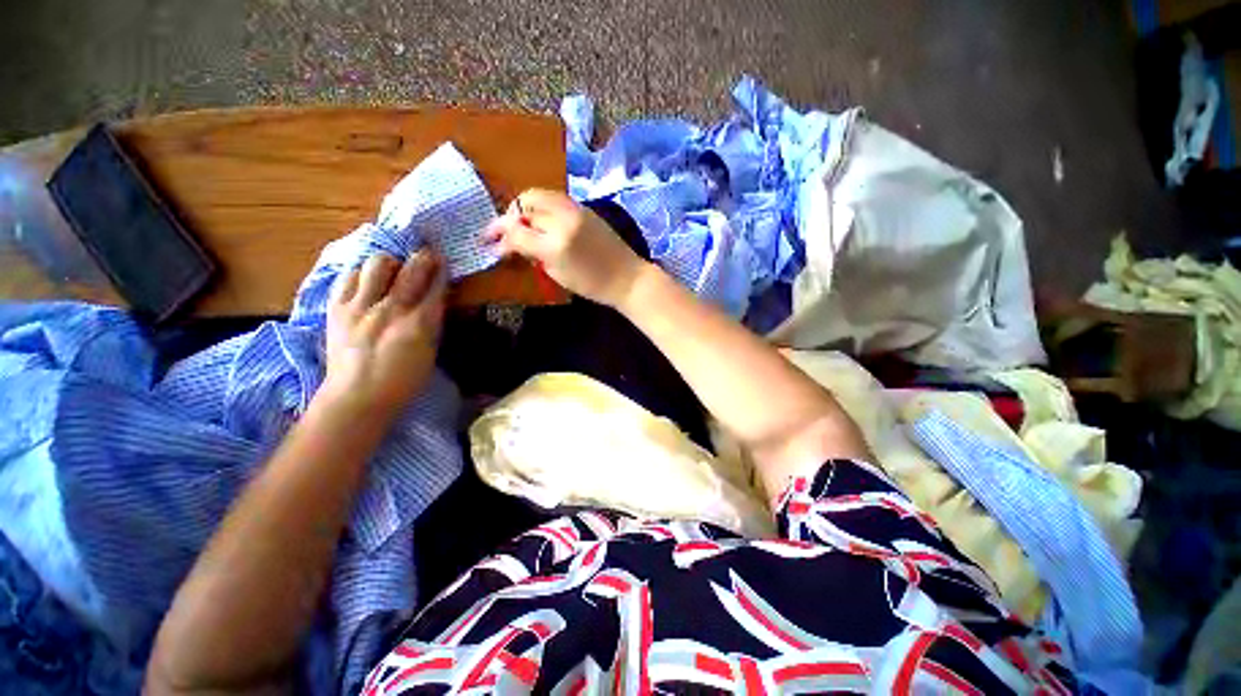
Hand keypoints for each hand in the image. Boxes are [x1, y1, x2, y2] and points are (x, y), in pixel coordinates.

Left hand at [321, 250, 446, 419]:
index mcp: (419, 325)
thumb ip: (432, 322)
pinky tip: (367, 282)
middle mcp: (391, 310)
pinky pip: (348, 277)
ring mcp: (360, 307)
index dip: (441, 271)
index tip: (444, 261)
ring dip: (390, 263)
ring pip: (377, 264)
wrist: (357, 396)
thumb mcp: (430, 351)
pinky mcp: (337, 309)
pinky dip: (361, 275)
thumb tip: (435, 299)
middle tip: (427, 256)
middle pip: (410, 270)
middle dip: (423, 258)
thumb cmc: (403, 380)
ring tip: (393, 271)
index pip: (435, 287)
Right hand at [483, 189, 647, 306]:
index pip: (516, 231)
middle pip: (524, 206)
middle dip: (509, 217)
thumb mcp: (557, 275)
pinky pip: (554, 198)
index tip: (491, 243)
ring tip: (520, 222)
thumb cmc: (592, 284)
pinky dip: (541, 204)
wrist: (627, 277)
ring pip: (538, 194)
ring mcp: (575, 209)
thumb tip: (513, 243)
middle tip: (505, 231)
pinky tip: (540, 218)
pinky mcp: (584, 207)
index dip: (499, 236)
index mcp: (555, 245)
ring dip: (524, 206)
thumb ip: (534, 254)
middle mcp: (562, 220)